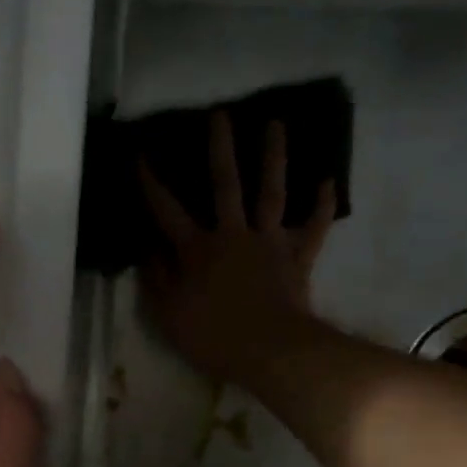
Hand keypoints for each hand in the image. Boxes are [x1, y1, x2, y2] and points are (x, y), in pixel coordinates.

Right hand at [140, 111, 336, 385]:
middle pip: (226, 184)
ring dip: (273, 157)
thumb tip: (145, 247)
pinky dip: (321, 205)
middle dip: (220, 148)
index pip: (166, 210)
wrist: (270, 352)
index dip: (150, 183)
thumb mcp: (168, 313)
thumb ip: (155, 277)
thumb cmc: (212, 336)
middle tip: (220, 114)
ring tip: (276, 124)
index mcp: (197, 249)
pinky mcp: (297, 257)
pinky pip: (312, 227)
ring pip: (271, 192)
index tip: (139, 155)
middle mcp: (233, 234)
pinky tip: (327, 180)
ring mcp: (269, 243)